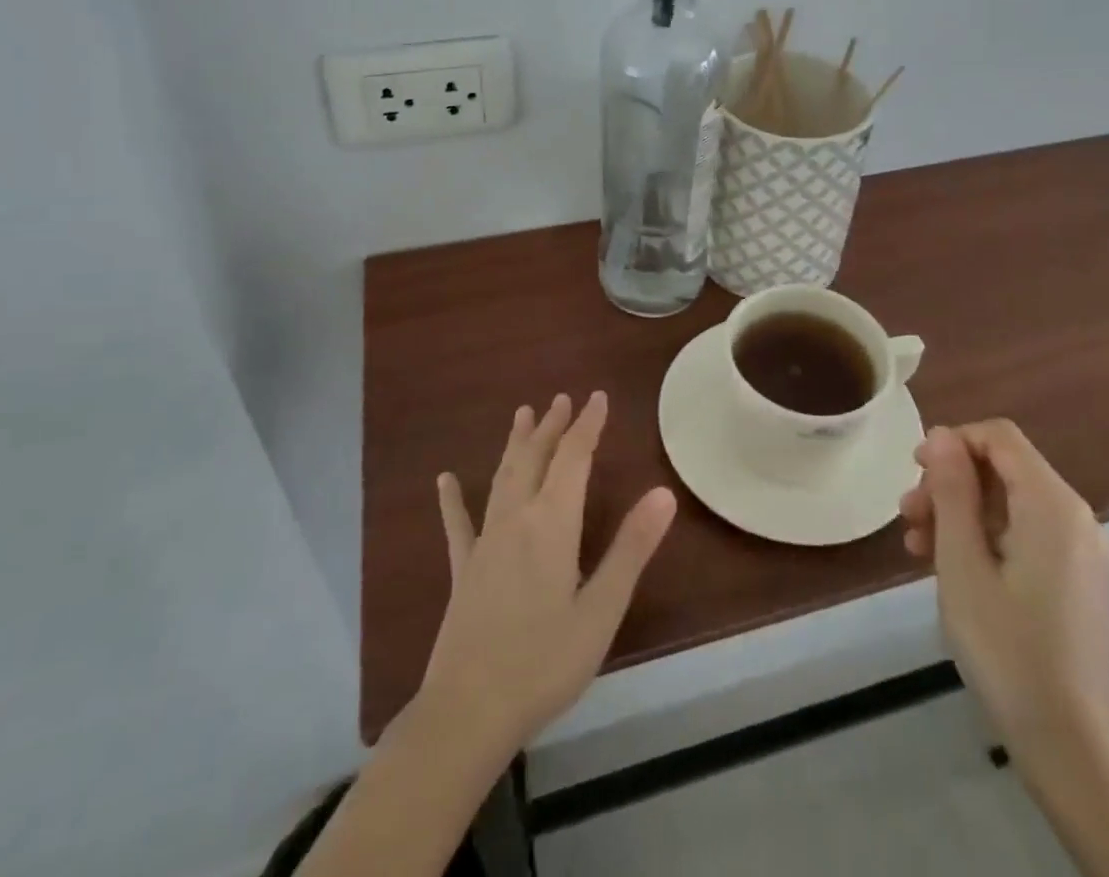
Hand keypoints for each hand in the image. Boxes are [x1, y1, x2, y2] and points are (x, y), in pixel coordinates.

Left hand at [416, 392, 677, 757]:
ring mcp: (485, 542)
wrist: (469, 711)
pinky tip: (444, 481)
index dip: (587, 425)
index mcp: (553, 524)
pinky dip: (452, 500)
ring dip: (516, 444)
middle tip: (562, 397)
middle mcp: (517, 519)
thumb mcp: (601, 609)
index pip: (574, 458)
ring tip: (522, 414)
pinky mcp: (464, 570)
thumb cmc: (544, 662)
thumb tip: (664, 493)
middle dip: (552, 426)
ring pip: (503, 477)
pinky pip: (458, 525)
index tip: (597, 397)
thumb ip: (631, 548)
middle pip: (536, 458)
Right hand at [900, 420, 1108, 756]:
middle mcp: (1077, 519)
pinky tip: (948, 564)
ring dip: (960, 512)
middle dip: (950, 482)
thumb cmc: (1006, 647)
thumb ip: (952, 490)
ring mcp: (1082, 553)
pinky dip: (985, 537)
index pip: (1000, 437)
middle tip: (908, 515)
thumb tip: (941, 435)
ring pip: (1010, 503)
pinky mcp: (1078, 581)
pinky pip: (1025, 534)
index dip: (952, 442)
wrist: (1070, 747)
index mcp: (1054, 506)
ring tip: (916, 544)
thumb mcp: (962, 562)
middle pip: (1003, 469)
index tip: (914, 472)